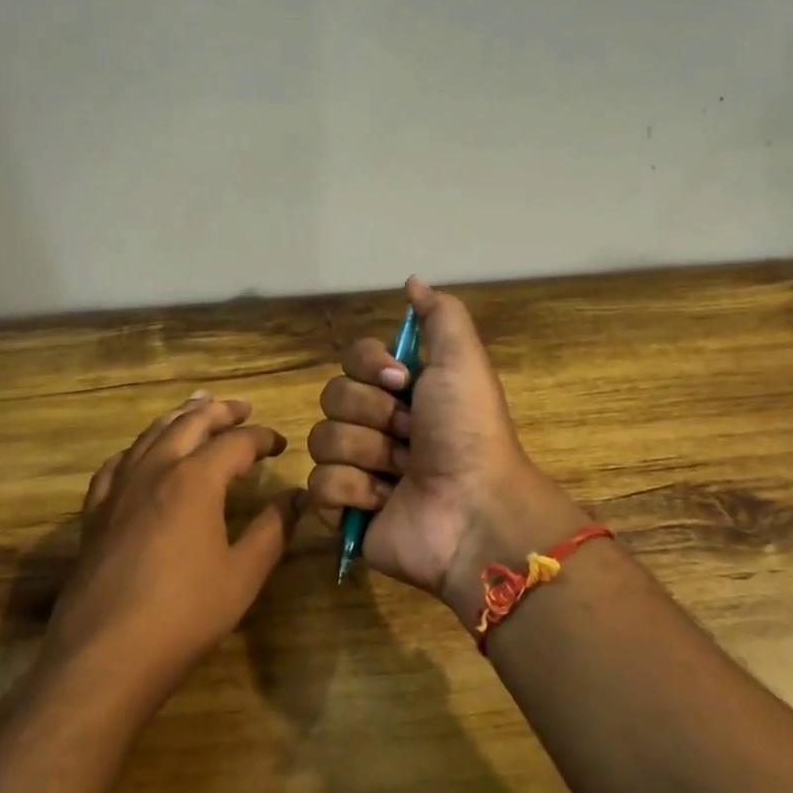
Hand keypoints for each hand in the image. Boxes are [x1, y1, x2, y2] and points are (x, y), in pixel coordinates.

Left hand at [47, 393, 302, 703]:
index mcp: (195, 480)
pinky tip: (142, 453)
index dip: (262, 438)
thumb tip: (298, 496)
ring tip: (196, 407)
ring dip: (178, 417)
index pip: (236, 442)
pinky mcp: (95, 513)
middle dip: (219, 412)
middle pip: (189, 423)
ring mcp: (118, 489)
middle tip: (242, 407)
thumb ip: (273, 529)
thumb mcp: (243, 574)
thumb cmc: (184, 614)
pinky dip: (138, 447)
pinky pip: (117, 463)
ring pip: (150, 435)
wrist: (105, 655)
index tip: (280, 443)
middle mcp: (154, 471)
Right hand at [306, 277, 583, 623]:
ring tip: (402, 474)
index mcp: (401, 392)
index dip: (369, 367)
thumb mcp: (462, 360)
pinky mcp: (343, 512)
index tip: (402, 381)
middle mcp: (376, 426)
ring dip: (367, 455)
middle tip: (411, 437)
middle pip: (332, 397)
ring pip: (321, 441)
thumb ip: (440, 315)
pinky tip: (384, 502)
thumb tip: (412, 280)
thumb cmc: (468, 431)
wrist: (474, 509)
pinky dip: (354, 493)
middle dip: (374, 415)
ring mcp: (357, 470)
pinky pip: (318, 486)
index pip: (351, 359)